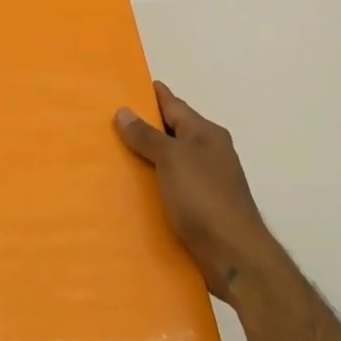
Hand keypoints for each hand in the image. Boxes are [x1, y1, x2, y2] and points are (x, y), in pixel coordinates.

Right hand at [115, 82, 285, 300]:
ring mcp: (206, 181)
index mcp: (206, 135)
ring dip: (146, 157)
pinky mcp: (199, 208)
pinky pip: (169, 186)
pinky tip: (130, 189)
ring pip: (170, 161)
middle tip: (108, 120)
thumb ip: (147, 136)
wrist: (233, 255)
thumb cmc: (204, 198)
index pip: (174, 106)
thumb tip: (124, 111)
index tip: (130, 84)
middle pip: (172, 132)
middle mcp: (209, 153)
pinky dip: (152, 183)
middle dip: (144, 126)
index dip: (153, 95)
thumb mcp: (173, 160)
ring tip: (110, 153)